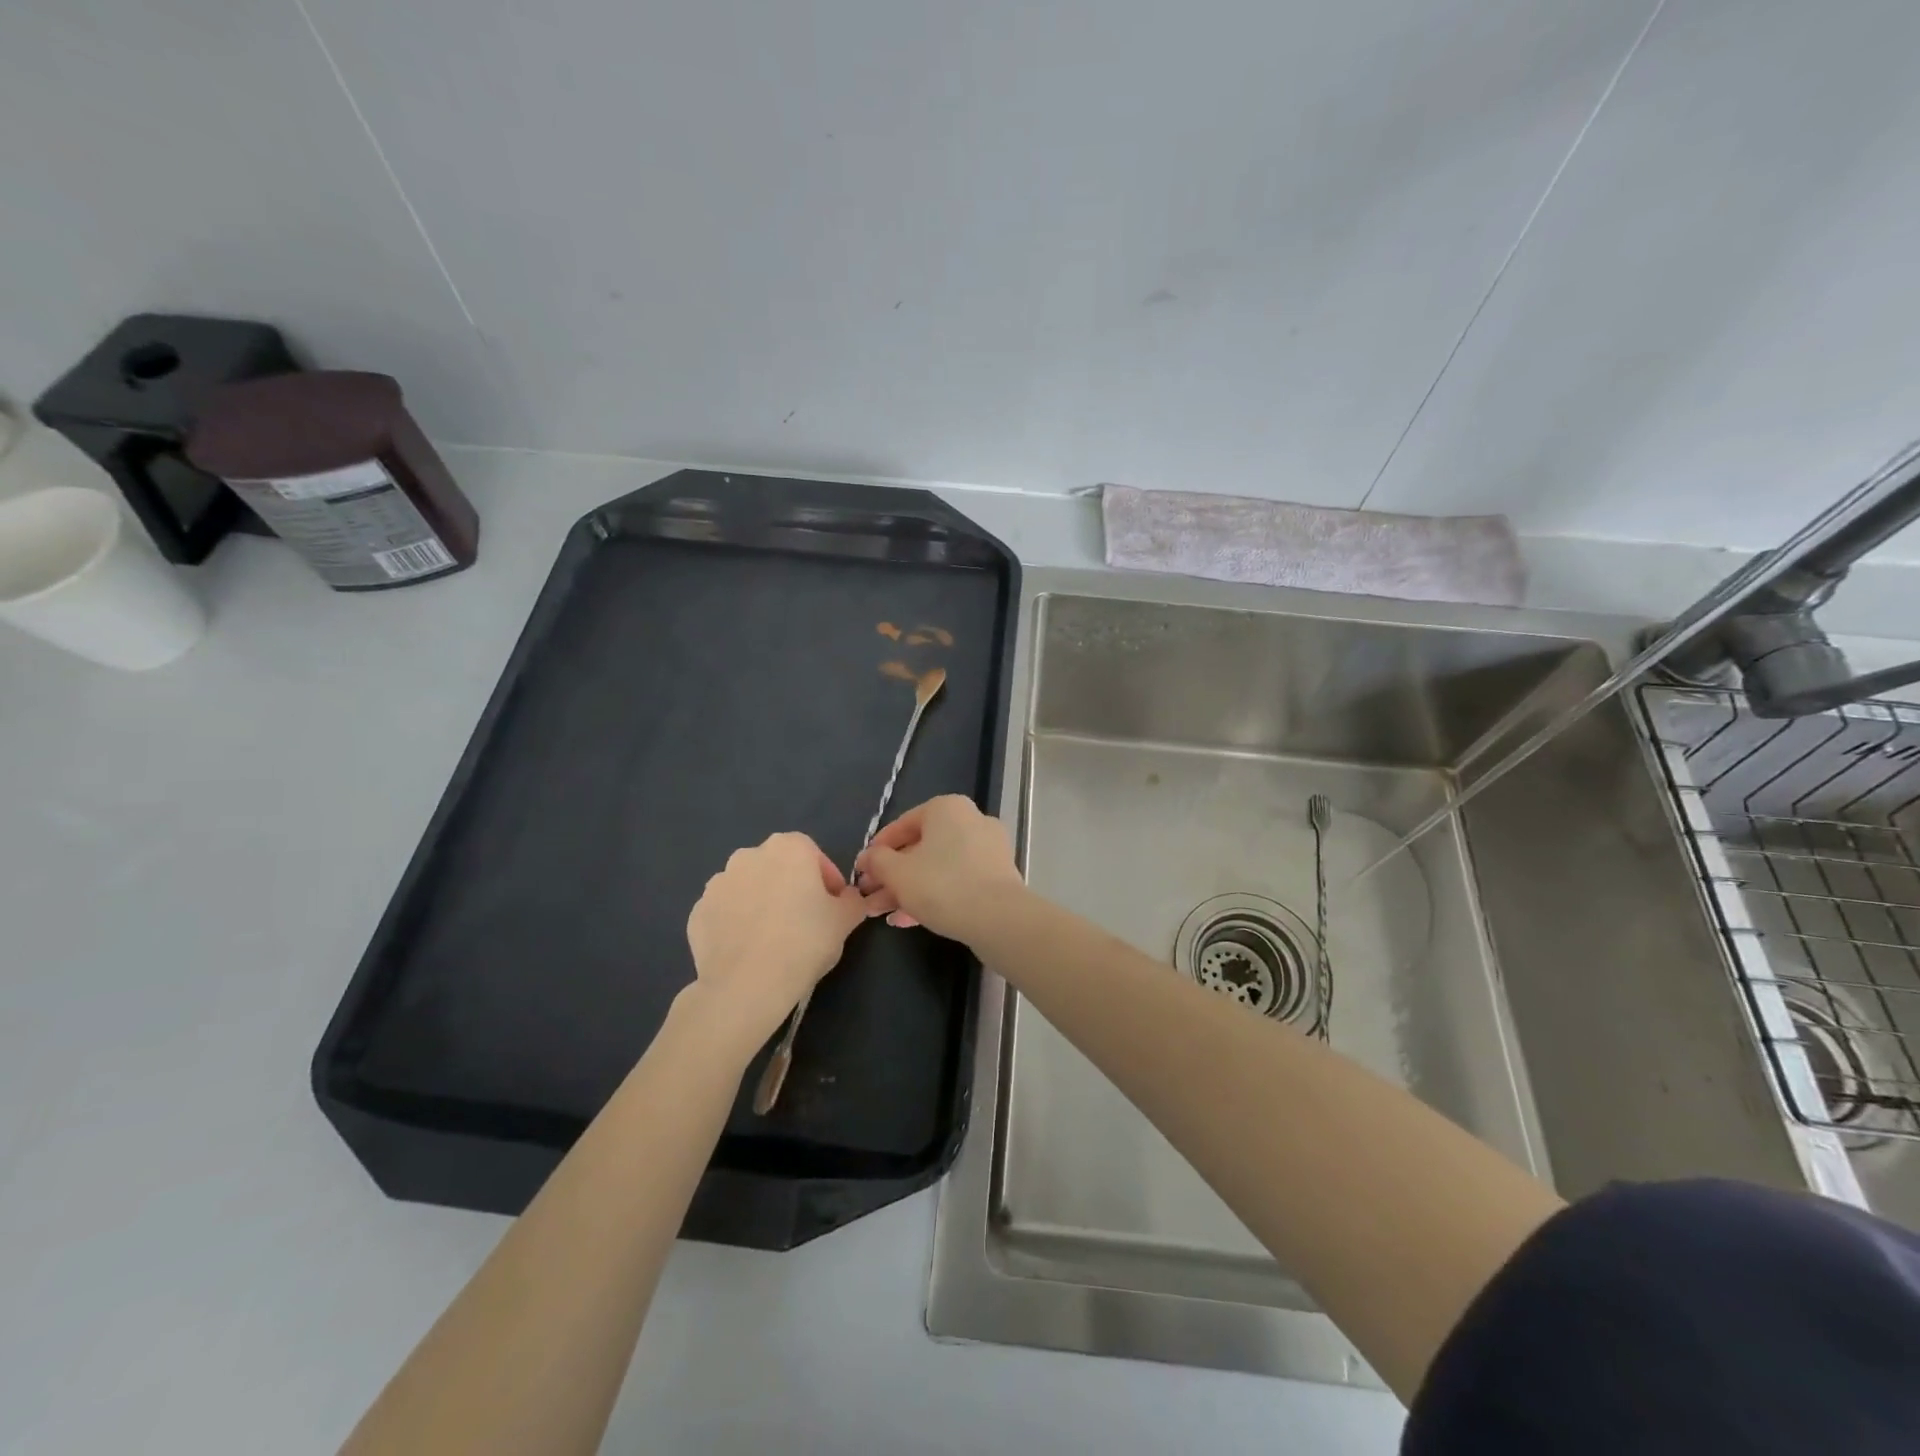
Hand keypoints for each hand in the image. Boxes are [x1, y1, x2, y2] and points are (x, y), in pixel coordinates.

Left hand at [685, 833, 867, 1042]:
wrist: (746, 985)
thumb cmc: (804, 942)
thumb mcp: (846, 920)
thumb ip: (852, 900)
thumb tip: (846, 898)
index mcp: (788, 848)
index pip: (814, 855)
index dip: (827, 880)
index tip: (833, 906)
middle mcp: (749, 855)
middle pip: (779, 868)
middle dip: (791, 887)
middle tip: (805, 921)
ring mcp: (718, 883)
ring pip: (749, 888)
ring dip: (762, 903)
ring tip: (774, 938)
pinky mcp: (698, 912)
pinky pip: (726, 912)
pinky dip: (737, 923)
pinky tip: (749, 949)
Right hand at [853, 795, 1024, 942]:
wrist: (998, 919)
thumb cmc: (942, 885)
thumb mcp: (897, 873)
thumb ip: (877, 861)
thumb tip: (868, 858)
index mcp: (947, 809)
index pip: (902, 824)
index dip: (876, 850)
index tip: (861, 871)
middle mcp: (970, 821)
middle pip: (920, 848)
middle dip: (891, 876)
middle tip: (869, 896)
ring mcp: (987, 849)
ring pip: (937, 867)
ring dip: (907, 889)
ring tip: (881, 914)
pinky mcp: (997, 876)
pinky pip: (957, 881)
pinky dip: (932, 896)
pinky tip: (907, 920)